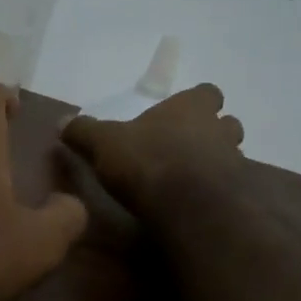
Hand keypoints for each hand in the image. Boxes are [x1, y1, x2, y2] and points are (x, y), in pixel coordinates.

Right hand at [60, 84, 245, 214]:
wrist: (189, 207)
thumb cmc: (147, 161)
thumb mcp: (104, 143)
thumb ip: (84, 131)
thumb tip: (62, 120)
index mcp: (190, 108)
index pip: (207, 92)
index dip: (197, 101)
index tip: (181, 113)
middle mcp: (218, 130)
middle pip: (227, 124)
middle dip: (212, 132)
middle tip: (187, 147)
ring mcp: (233, 163)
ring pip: (232, 155)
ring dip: (216, 163)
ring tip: (190, 178)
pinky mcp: (239, 196)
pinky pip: (231, 189)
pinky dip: (217, 193)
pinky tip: (196, 204)